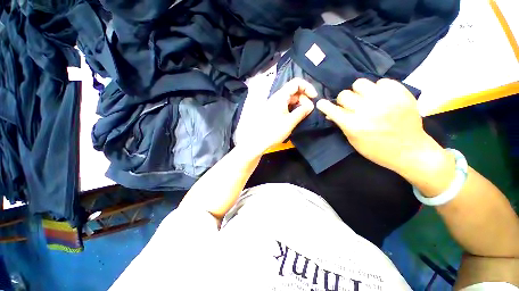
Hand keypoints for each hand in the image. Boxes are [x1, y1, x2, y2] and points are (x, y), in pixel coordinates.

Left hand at [235, 78, 316, 155]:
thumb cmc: (273, 131)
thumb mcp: (290, 121)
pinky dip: (293, 109)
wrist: (257, 141)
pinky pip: (285, 106)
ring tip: (303, 115)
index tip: (314, 97)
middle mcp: (277, 98)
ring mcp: (274, 105)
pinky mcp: (273, 111)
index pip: (296, 83)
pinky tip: (295, 117)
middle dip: (304, 98)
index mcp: (280, 96)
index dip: (307, 87)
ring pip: (290, 99)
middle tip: (308, 110)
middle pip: (294, 91)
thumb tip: (310, 105)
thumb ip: (302, 111)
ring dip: (299, 104)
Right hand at [316, 78, 437, 172]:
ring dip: (359, 92)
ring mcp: (386, 100)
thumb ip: (341, 124)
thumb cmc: (376, 150)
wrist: (410, 151)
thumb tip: (330, 113)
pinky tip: (381, 97)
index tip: (321, 103)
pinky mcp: (401, 94)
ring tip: (365, 99)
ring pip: (360, 83)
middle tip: (350, 106)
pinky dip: (378, 89)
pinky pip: (381, 81)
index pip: (332, 109)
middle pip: (344, 94)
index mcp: (354, 125)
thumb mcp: (353, 140)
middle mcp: (368, 110)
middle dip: (343, 101)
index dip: (324, 105)